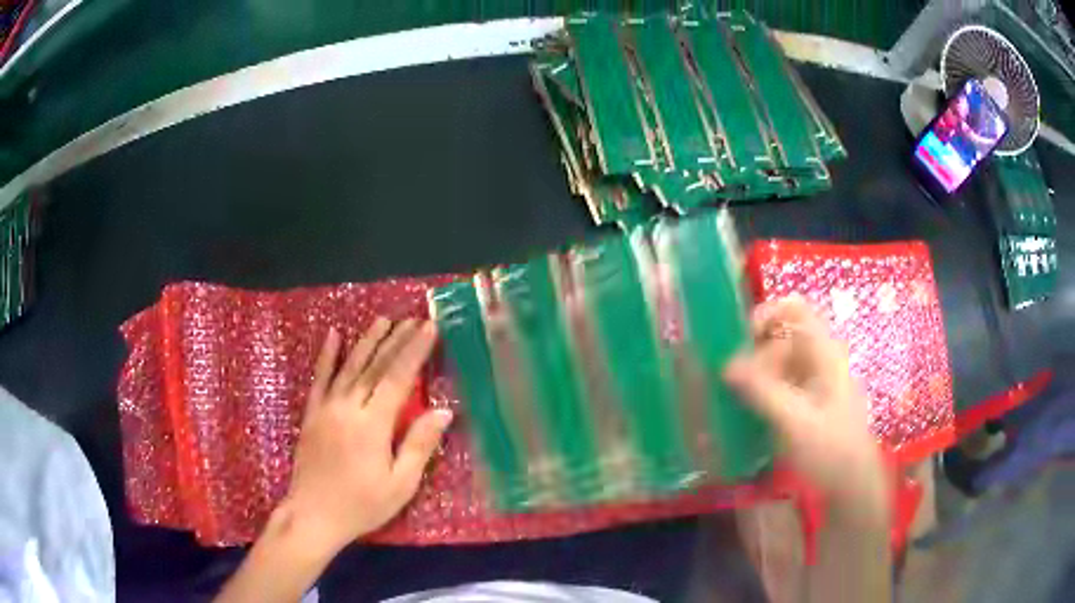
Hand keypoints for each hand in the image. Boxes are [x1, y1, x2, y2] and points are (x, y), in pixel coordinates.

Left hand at [279, 318, 452, 555]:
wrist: (313, 515)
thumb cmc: (362, 505)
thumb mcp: (400, 484)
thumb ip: (419, 445)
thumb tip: (444, 411)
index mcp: (372, 424)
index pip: (398, 378)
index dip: (415, 351)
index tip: (429, 328)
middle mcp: (348, 407)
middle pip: (375, 366)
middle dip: (396, 341)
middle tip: (414, 320)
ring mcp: (326, 408)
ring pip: (349, 366)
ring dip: (367, 341)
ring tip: (383, 320)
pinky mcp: (311, 413)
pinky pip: (320, 378)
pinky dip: (326, 355)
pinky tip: (333, 335)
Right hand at [724, 297, 888, 525]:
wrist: (851, 486)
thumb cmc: (830, 450)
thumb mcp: (795, 421)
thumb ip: (761, 391)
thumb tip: (725, 364)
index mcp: (823, 353)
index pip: (794, 309)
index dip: (766, 313)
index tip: (739, 338)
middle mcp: (818, 360)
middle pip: (780, 336)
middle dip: (753, 354)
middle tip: (733, 384)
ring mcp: (811, 382)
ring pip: (775, 362)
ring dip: (752, 375)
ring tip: (733, 399)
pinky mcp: (804, 403)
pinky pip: (776, 385)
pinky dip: (758, 392)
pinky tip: (745, 412)